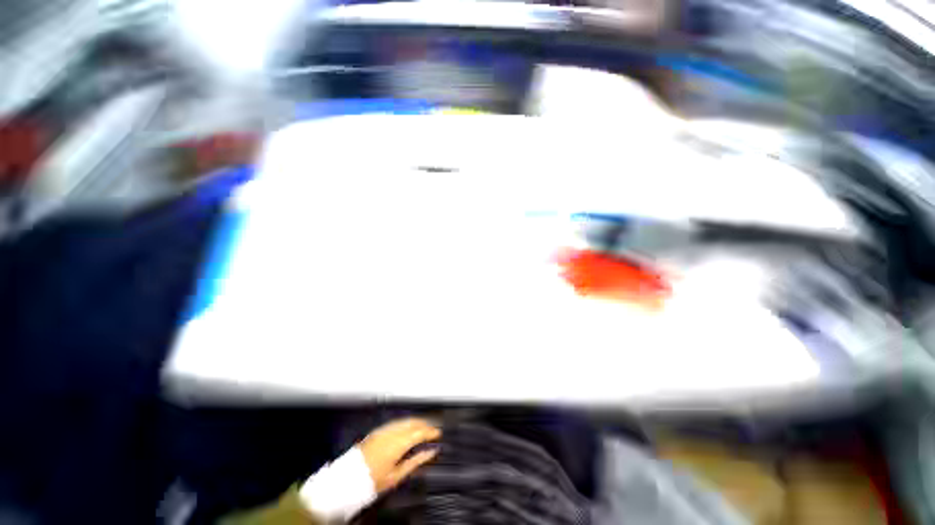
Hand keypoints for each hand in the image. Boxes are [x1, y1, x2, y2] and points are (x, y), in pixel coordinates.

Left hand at [359, 418, 440, 492]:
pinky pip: (396, 422)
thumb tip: (431, 452)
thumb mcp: (398, 475)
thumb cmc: (374, 480)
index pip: (419, 432)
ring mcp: (384, 429)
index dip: (431, 431)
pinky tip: (408, 427)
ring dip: (416, 422)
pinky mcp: (378, 430)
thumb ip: (416, 461)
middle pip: (413, 423)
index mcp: (398, 443)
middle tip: (433, 429)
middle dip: (425, 424)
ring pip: (405, 420)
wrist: (349, 479)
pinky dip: (406, 423)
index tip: (438, 433)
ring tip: (423, 427)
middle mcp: (392, 432)